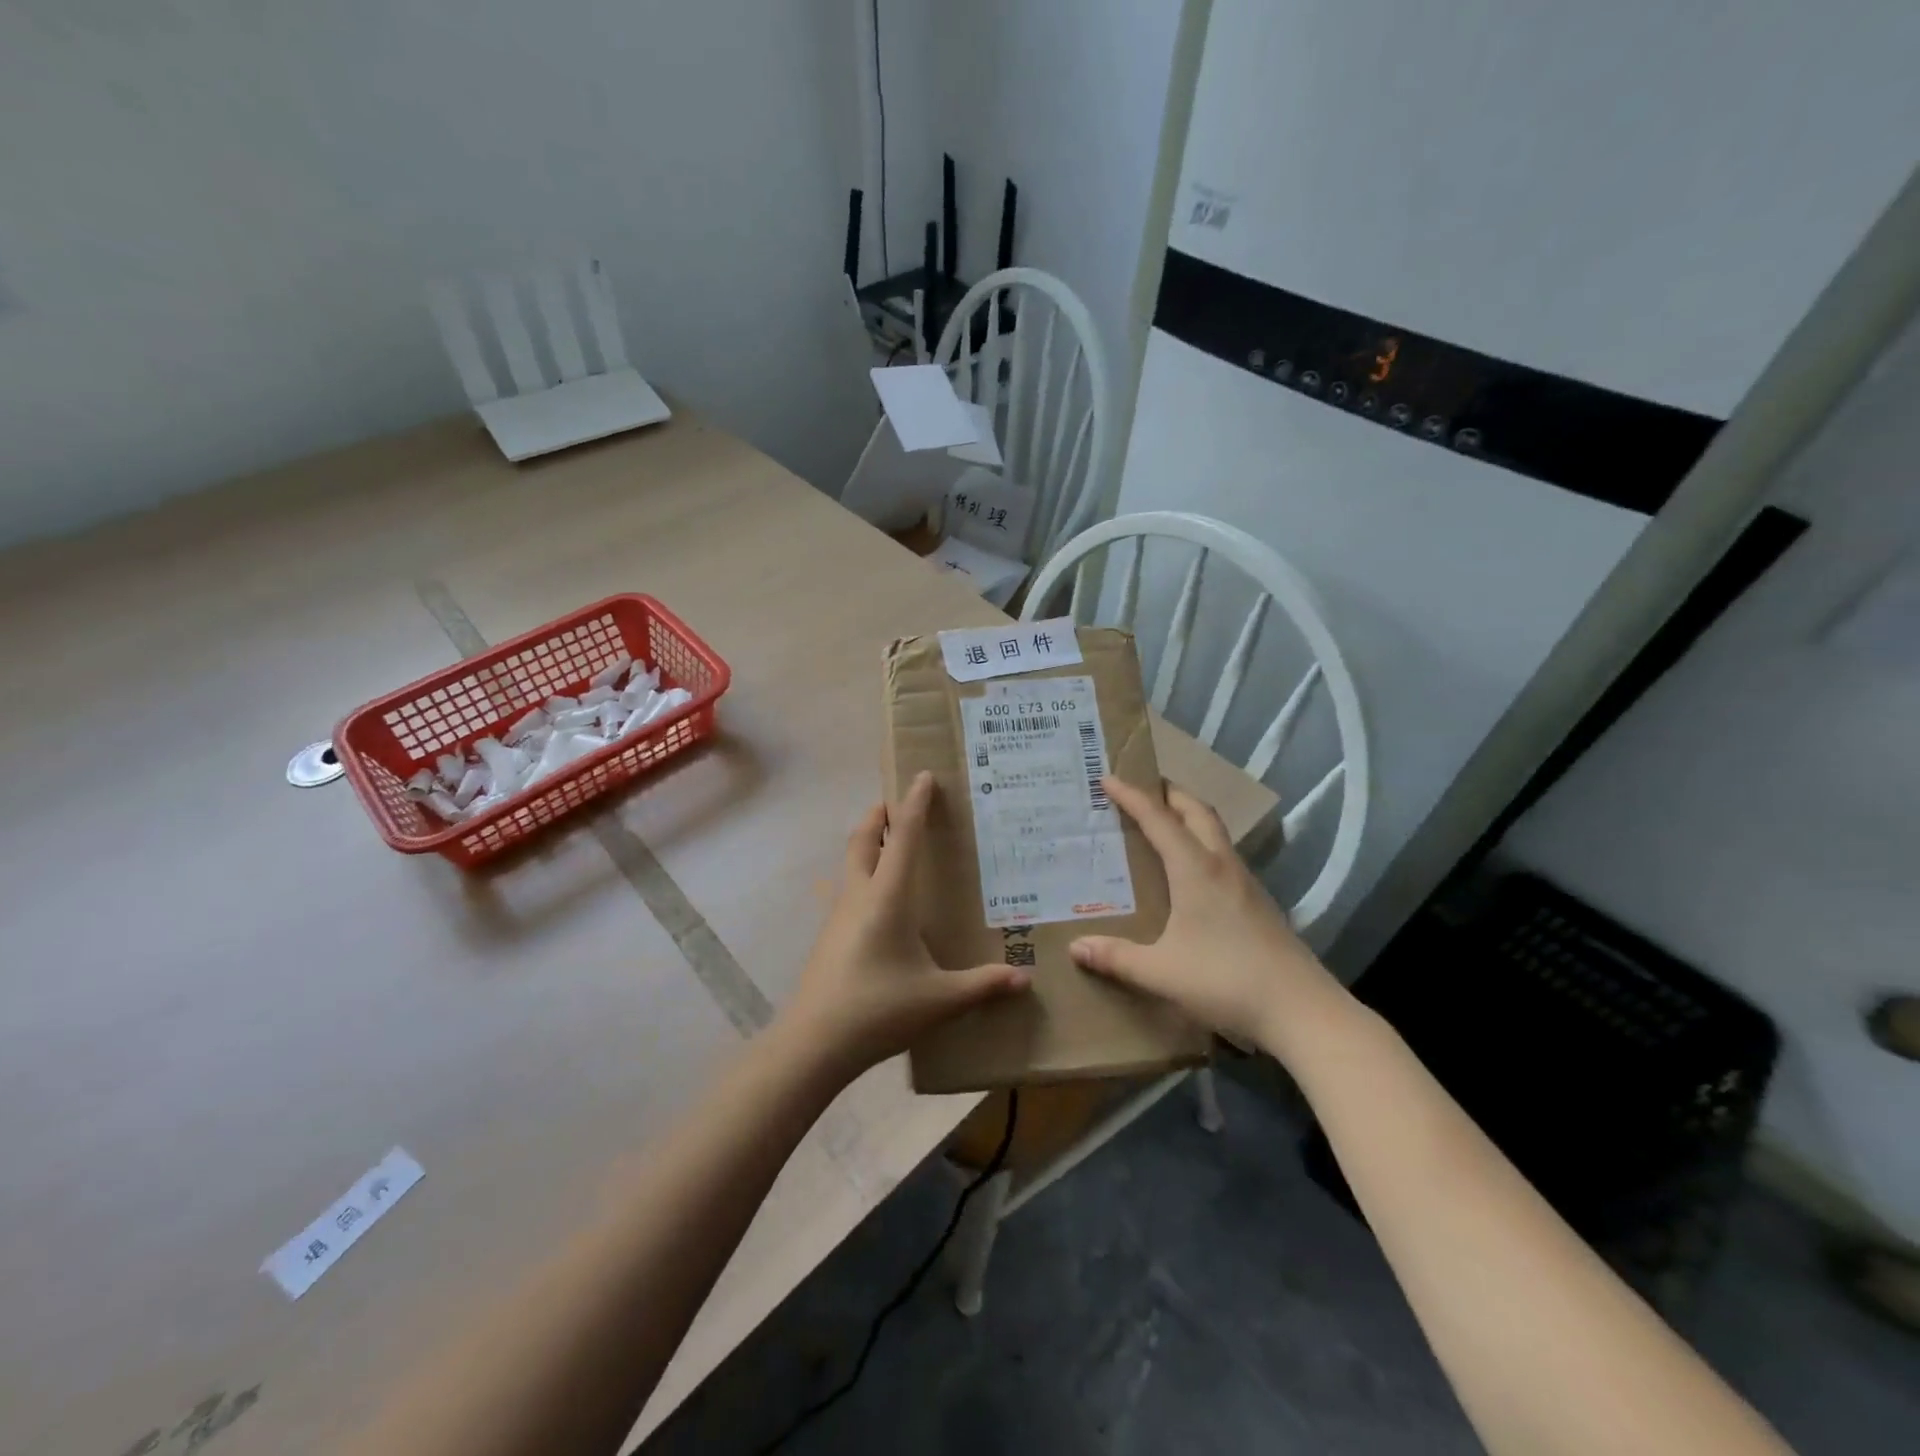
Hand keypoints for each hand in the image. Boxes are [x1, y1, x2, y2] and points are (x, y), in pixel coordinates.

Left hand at [779, 771, 1032, 1078]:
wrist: (813, 1043)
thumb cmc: (879, 1009)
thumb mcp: (939, 999)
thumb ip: (982, 986)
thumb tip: (1024, 980)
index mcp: (887, 897)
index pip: (902, 837)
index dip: (914, 804)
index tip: (922, 775)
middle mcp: (859, 895)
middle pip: (862, 839)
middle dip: (879, 815)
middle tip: (896, 803)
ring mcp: (838, 915)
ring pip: (849, 862)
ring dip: (866, 842)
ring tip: (888, 844)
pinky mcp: (829, 936)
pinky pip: (846, 889)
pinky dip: (862, 874)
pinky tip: (877, 901)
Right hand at [1069, 776, 1344, 1054]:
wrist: (1301, 1010)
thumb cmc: (1226, 980)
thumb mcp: (1162, 972)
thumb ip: (1117, 958)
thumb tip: (1075, 947)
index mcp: (1196, 870)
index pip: (1158, 819)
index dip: (1132, 796)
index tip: (1107, 778)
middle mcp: (1222, 865)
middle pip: (1197, 811)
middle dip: (1168, 793)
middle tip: (1141, 790)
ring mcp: (1245, 883)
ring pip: (1215, 832)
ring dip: (1189, 817)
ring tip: (1162, 825)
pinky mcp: (1258, 902)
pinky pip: (1223, 856)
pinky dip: (1201, 845)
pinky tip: (1190, 873)